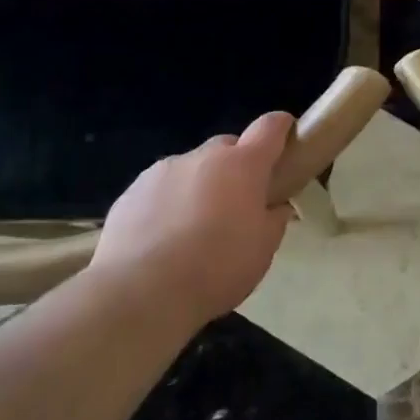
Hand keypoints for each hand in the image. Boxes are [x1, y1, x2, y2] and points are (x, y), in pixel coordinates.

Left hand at [90, 113, 296, 329]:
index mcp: (242, 165)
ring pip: (192, 168)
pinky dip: (168, 203)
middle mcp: (203, 157)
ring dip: (200, 186)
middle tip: (237, 204)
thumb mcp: (262, 251)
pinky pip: (160, 189)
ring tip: (194, 229)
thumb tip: (275, 207)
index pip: (270, 127)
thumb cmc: (216, 268)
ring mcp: (163, 170)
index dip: (281, 128)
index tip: (287, 141)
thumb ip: (273, 220)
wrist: (139, 293)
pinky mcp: (132, 191)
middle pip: (227, 147)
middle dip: (237, 167)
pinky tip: (162, 240)